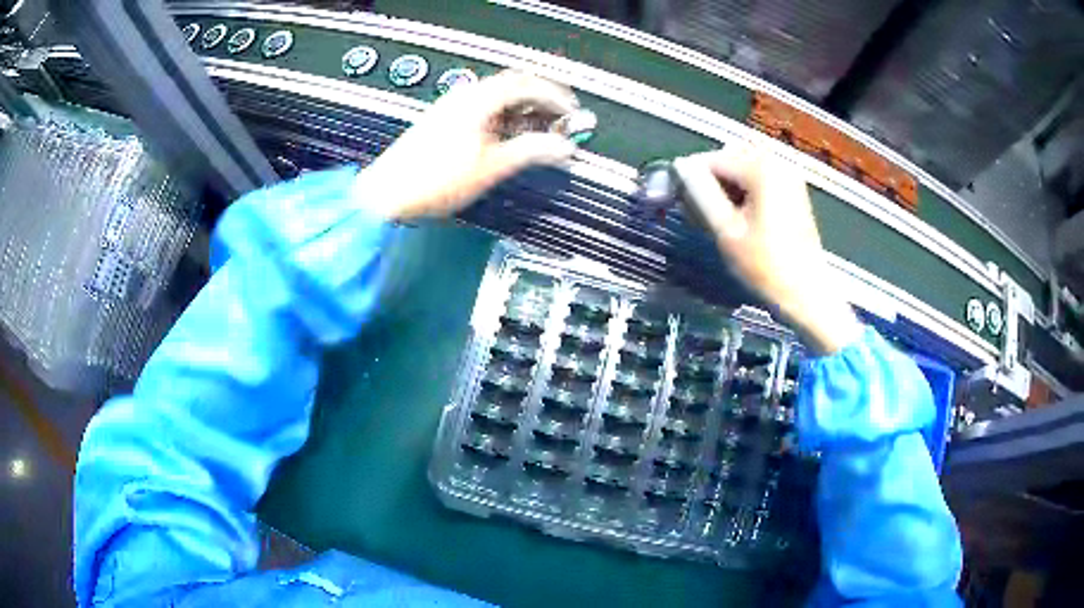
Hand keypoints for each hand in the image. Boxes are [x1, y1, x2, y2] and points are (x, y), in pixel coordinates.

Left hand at [356, 71, 578, 220]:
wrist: (388, 195)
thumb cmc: (430, 180)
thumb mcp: (492, 167)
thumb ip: (532, 151)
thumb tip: (562, 146)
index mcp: (478, 99)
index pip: (526, 83)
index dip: (555, 95)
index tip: (572, 110)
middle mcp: (464, 97)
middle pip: (513, 87)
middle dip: (541, 101)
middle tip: (560, 119)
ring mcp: (452, 108)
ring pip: (498, 99)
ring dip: (523, 111)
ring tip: (540, 132)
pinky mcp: (445, 123)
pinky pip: (484, 112)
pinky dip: (505, 120)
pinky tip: (509, 139)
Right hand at [673, 145, 861, 353]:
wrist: (806, 292)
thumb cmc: (766, 266)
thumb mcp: (727, 230)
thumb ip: (701, 193)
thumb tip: (679, 166)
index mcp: (762, 169)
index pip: (712, 159)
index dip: (690, 177)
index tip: (677, 201)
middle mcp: (777, 162)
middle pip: (728, 158)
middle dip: (709, 179)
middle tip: (696, 210)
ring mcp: (788, 174)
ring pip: (743, 166)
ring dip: (726, 184)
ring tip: (716, 215)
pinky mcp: (792, 188)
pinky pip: (759, 176)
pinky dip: (743, 189)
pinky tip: (738, 215)